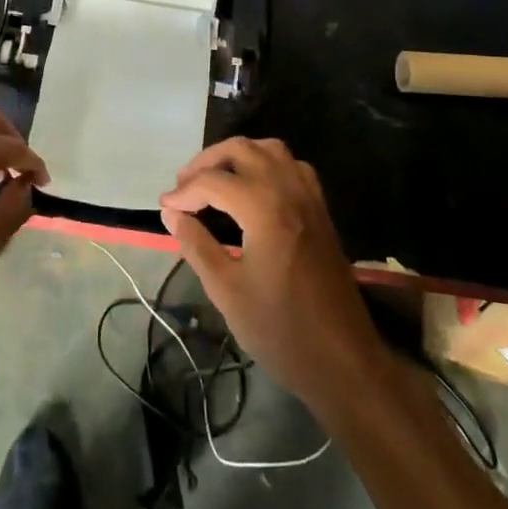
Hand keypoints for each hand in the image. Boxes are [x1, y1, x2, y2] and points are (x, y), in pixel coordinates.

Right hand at [159, 139, 383, 411]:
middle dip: (207, 162)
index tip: (164, 208)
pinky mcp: (321, 209)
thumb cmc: (280, 330)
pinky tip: (252, 189)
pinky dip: (266, 164)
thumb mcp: (226, 290)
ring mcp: (309, 196)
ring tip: (214, 180)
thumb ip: (196, 244)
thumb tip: (171, 214)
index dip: (183, 192)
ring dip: (238, 156)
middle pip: (241, 150)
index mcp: (264, 207)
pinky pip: (291, 166)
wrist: (343, 359)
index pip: (213, 181)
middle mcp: (288, 189)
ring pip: (269, 149)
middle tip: (184, 187)